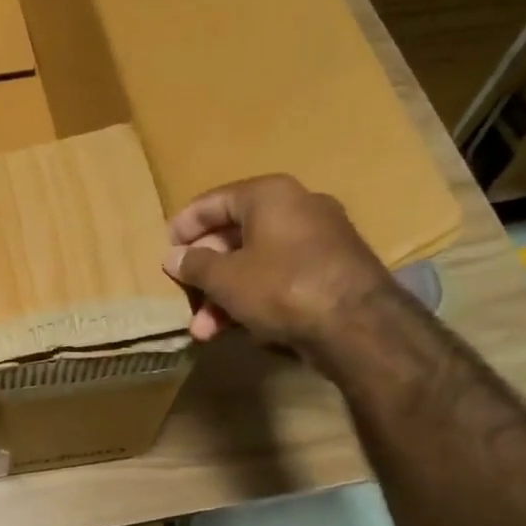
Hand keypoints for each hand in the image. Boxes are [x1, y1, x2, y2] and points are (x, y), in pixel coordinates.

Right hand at [161, 174, 398, 353]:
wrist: (359, 325)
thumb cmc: (281, 287)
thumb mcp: (226, 278)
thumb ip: (195, 265)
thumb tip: (173, 257)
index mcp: (270, 195)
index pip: (214, 201)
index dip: (185, 225)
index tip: (166, 248)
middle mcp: (298, 207)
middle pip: (235, 235)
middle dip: (205, 273)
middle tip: (184, 296)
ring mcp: (320, 239)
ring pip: (257, 262)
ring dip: (225, 296)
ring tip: (205, 330)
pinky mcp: (333, 271)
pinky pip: (281, 277)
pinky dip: (255, 298)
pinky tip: (239, 329)